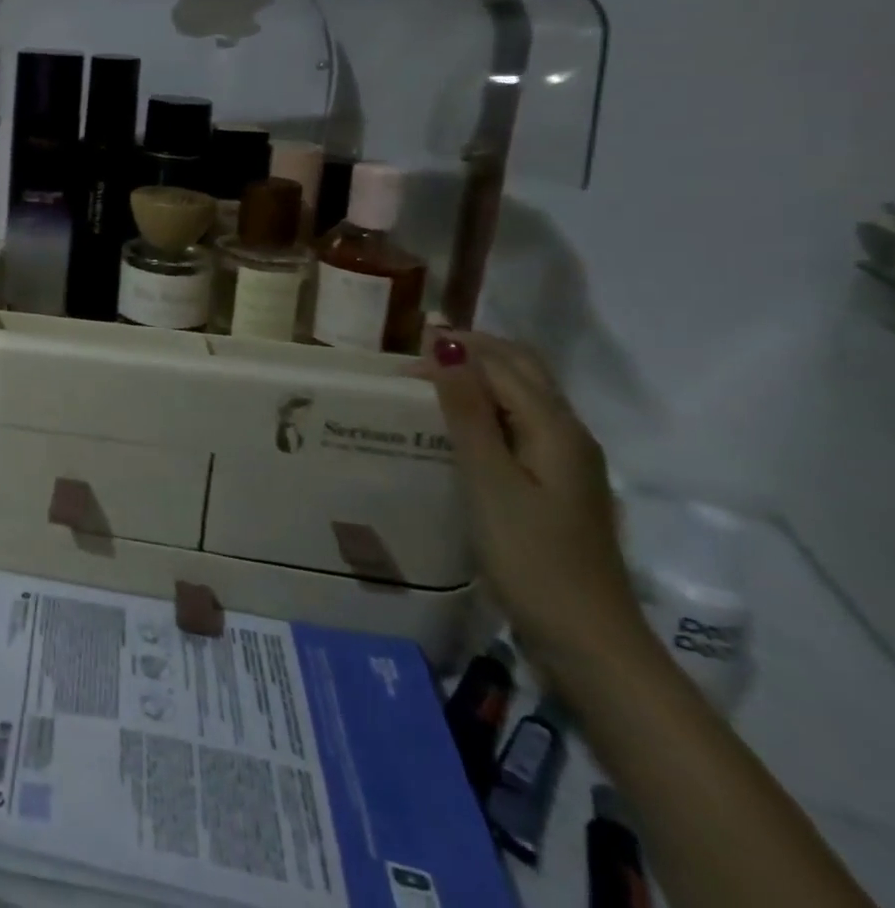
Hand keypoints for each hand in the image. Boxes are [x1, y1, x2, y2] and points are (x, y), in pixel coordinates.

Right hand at [416, 334, 650, 690]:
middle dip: (471, 352)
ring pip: (522, 395)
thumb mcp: (488, 481)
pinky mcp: (557, 484)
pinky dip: (486, 408)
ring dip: (478, 378)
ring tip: (427, 384)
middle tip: (413, 359)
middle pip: (522, 370)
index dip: (454, 350)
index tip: (399, 357)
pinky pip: (520, 423)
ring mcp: (567, 460)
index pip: (501, 364)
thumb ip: (467, 412)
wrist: (588, 640)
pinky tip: (457, 426)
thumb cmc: (531, 557)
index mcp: (556, 428)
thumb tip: (447, 347)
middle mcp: (569, 433)